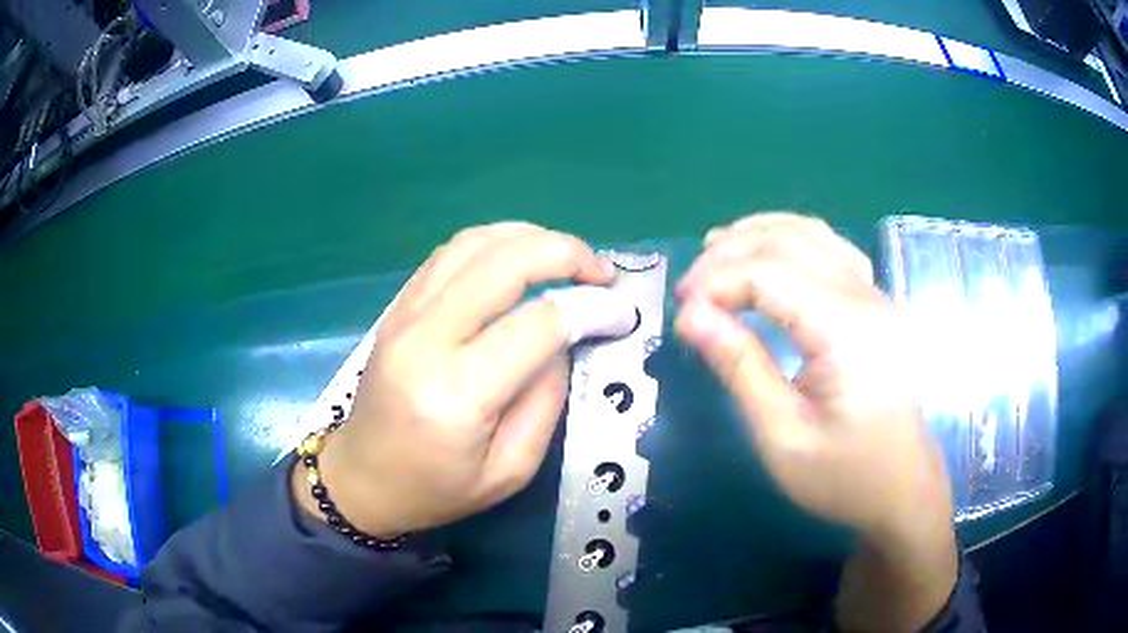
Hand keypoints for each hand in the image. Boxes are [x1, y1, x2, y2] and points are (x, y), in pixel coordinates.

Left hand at [298, 223, 621, 536]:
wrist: (363, 479)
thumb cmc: (437, 489)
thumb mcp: (510, 470)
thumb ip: (546, 400)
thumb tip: (565, 338)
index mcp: (457, 393)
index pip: (538, 323)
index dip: (591, 308)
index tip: (622, 312)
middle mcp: (426, 339)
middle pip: (504, 261)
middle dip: (566, 252)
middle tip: (601, 271)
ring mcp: (404, 315)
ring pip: (474, 243)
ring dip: (531, 238)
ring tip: (567, 258)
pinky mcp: (397, 308)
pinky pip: (450, 253)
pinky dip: (494, 243)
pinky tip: (519, 258)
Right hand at [674, 213, 956, 630]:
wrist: (901, 488)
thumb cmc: (844, 475)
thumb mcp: (782, 436)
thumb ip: (740, 368)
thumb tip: (691, 317)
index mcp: (845, 329)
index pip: (769, 273)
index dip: (716, 282)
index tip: (681, 315)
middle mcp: (864, 296)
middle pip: (787, 242)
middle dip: (728, 254)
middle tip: (690, 291)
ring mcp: (874, 294)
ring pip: (811, 233)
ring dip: (757, 235)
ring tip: (714, 252)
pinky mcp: (874, 303)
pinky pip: (830, 247)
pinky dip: (789, 239)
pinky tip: (767, 254)